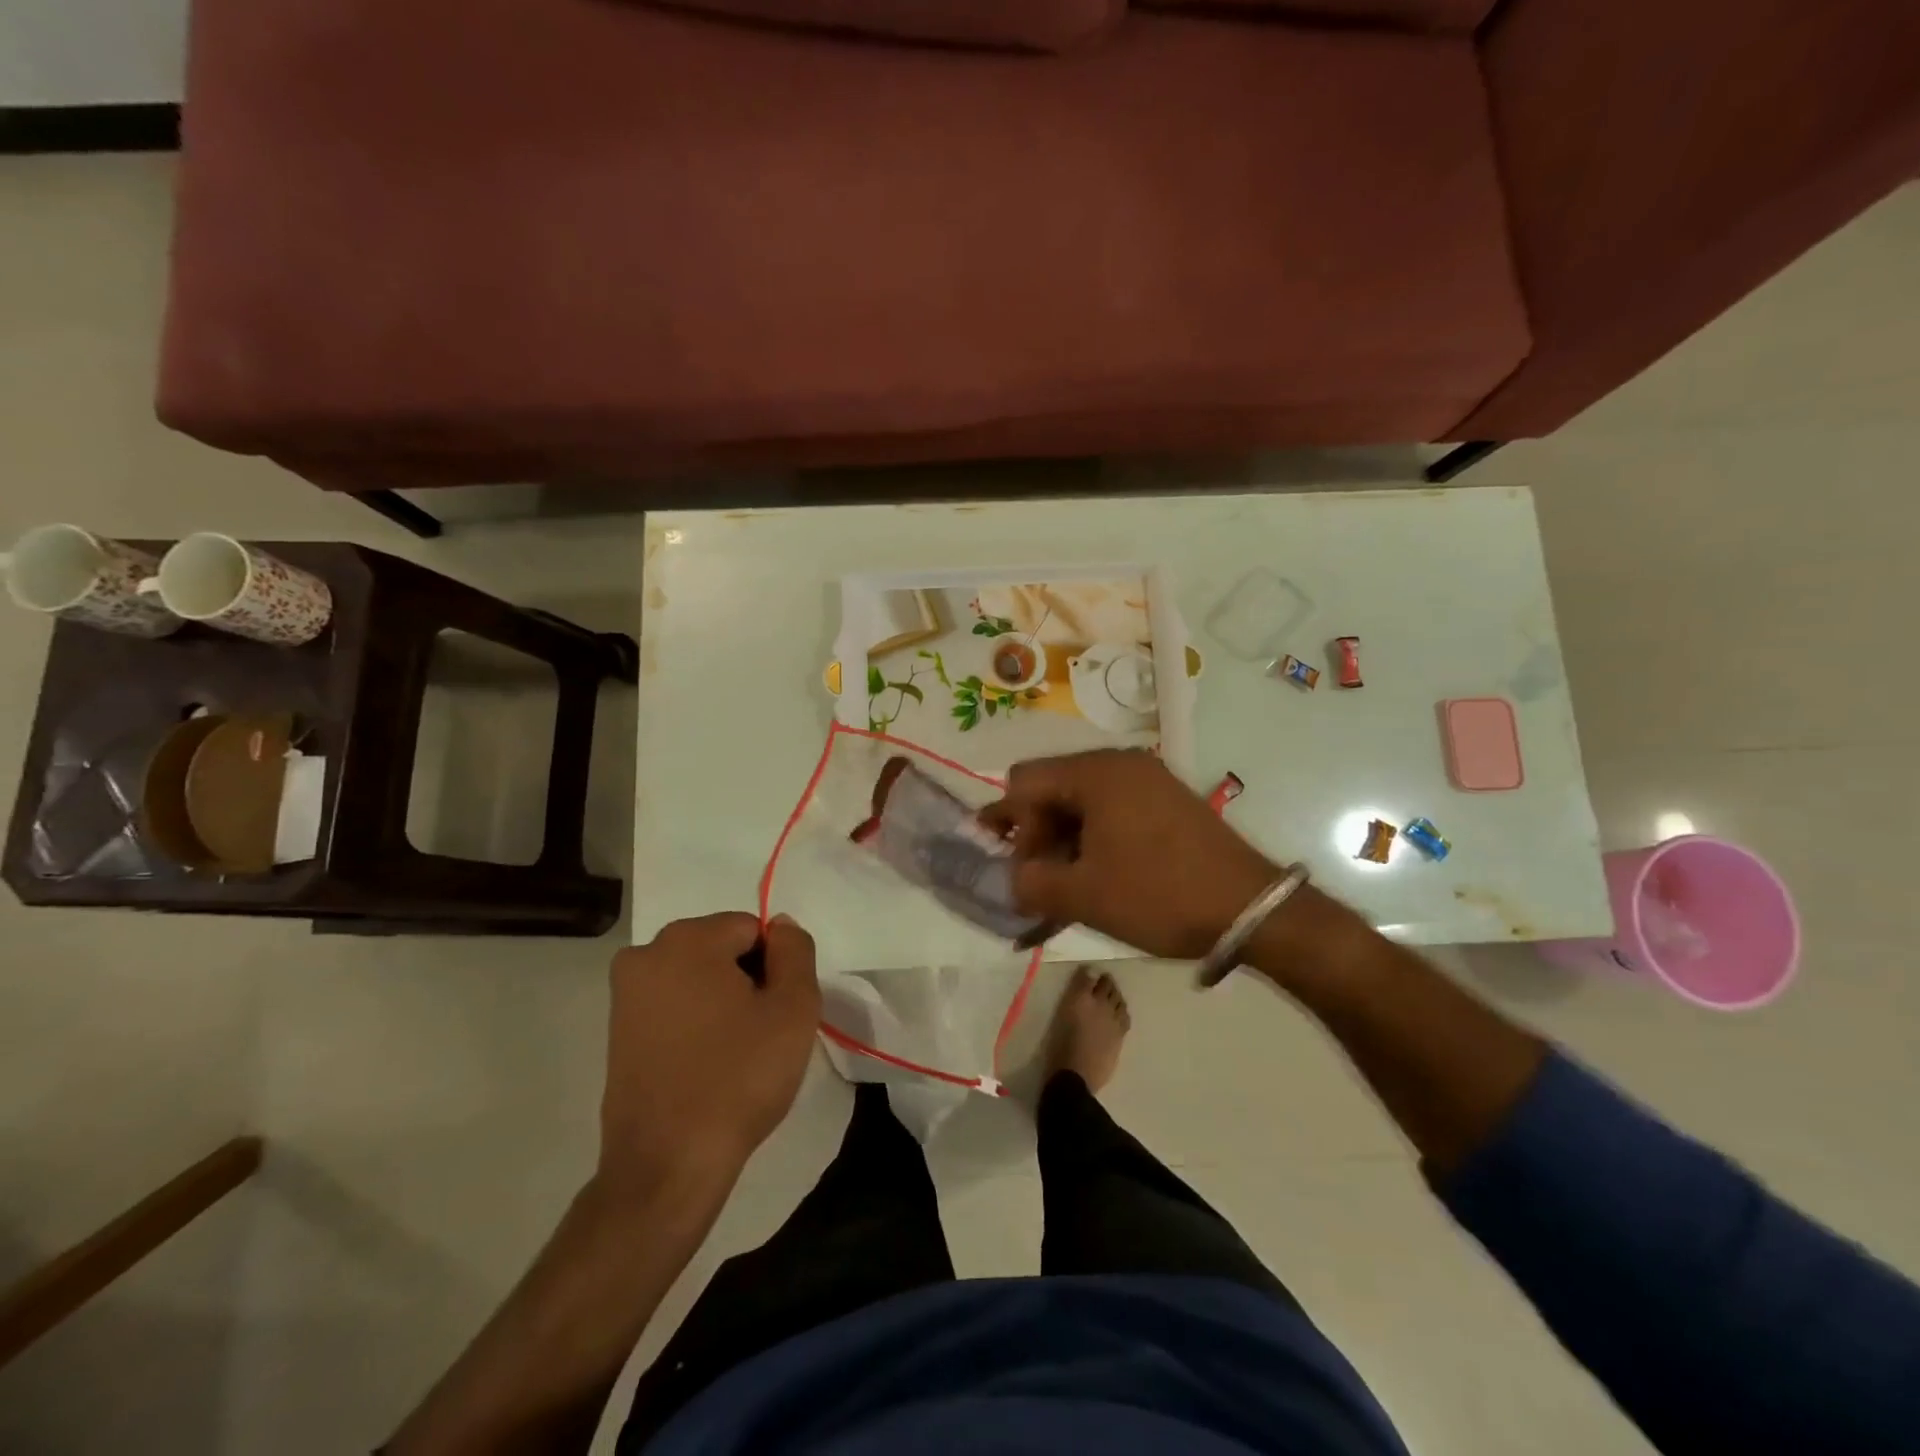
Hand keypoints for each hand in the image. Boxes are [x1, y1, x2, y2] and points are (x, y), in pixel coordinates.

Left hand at [599, 913, 819, 1199]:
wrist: (667, 1165)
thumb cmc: (738, 1078)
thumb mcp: (793, 1008)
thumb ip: (795, 951)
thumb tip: (780, 925)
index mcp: (688, 939)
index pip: (753, 929)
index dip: (775, 967)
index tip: (776, 1012)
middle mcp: (646, 953)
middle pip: (722, 948)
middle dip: (747, 979)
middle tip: (761, 1033)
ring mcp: (625, 993)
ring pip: (698, 976)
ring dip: (722, 1000)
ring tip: (734, 1051)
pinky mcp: (617, 1029)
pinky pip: (673, 1004)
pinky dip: (695, 1021)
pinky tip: (706, 1063)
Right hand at [983, 750, 1277, 958]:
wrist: (1250, 909)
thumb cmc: (1158, 895)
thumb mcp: (1083, 896)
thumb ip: (1030, 882)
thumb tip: (1013, 878)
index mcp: (1096, 773)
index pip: (1024, 781)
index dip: (1009, 823)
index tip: (1019, 867)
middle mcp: (1121, 763)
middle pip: (1053, 786)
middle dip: (1036, 831)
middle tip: (1039, 878)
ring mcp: (1148, 779)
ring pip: (1082, 799)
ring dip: (1064, 837)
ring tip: (1067, 881)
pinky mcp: (1167, 799)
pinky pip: (1112, 807)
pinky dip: (1094, 835)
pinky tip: (1099, 872)